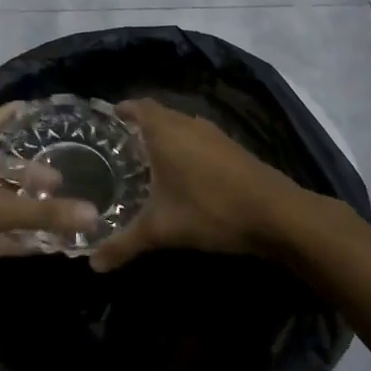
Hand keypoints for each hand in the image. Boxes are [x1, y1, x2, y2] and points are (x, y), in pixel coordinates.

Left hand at [0, 104, 100, 301]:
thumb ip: (41, 213)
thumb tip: (92, 214)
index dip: (15, 114)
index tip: (43, 110)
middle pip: (4, 167)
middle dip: (33, 170)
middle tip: (65, 175)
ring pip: (5, 204)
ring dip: (30, 207)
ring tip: (67, 206)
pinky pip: (2, 236)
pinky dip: (24, 239)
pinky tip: (52, 244)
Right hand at [89, 99, 303, 272]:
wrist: (277, 214)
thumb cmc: (210, 210)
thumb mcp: (161, 230)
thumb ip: (124, 244)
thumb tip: (93, 264)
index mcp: (166, 131)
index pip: (139, 106)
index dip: (122, 110)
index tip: (106, 119)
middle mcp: (189, 124)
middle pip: (159, 115)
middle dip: (139, 127)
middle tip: (118, 148)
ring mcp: (214, 135)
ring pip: (181, 128)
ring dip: (164, 138)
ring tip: (145, 161)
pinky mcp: (232, 149)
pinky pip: (198, 140)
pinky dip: (185, 149)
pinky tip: (182, 175)